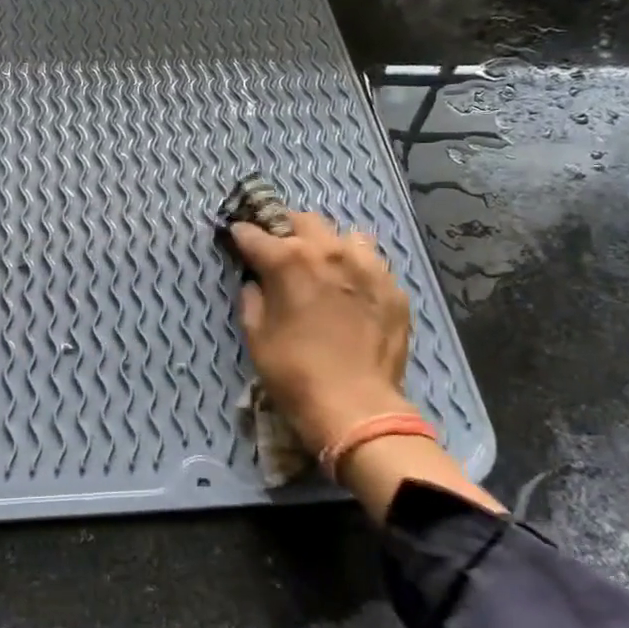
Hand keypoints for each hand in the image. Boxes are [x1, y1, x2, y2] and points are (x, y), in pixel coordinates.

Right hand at [229, 212, 502, 519]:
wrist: (355, 407)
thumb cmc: (294, 373)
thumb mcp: (256, 335)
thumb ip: (252, 297)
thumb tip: (256, 282)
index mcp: (289, 260)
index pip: (254, 234)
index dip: (240, 236)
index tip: (235, 240)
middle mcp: (329, 251)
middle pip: (303, 221)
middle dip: (285, 230)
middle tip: (279, 251)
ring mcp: (367, 266)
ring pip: (345, 235)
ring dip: (327, 244)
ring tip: (323, 266)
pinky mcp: (393, 288)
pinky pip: (373, 262)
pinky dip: (356, 267)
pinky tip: (351, 290)